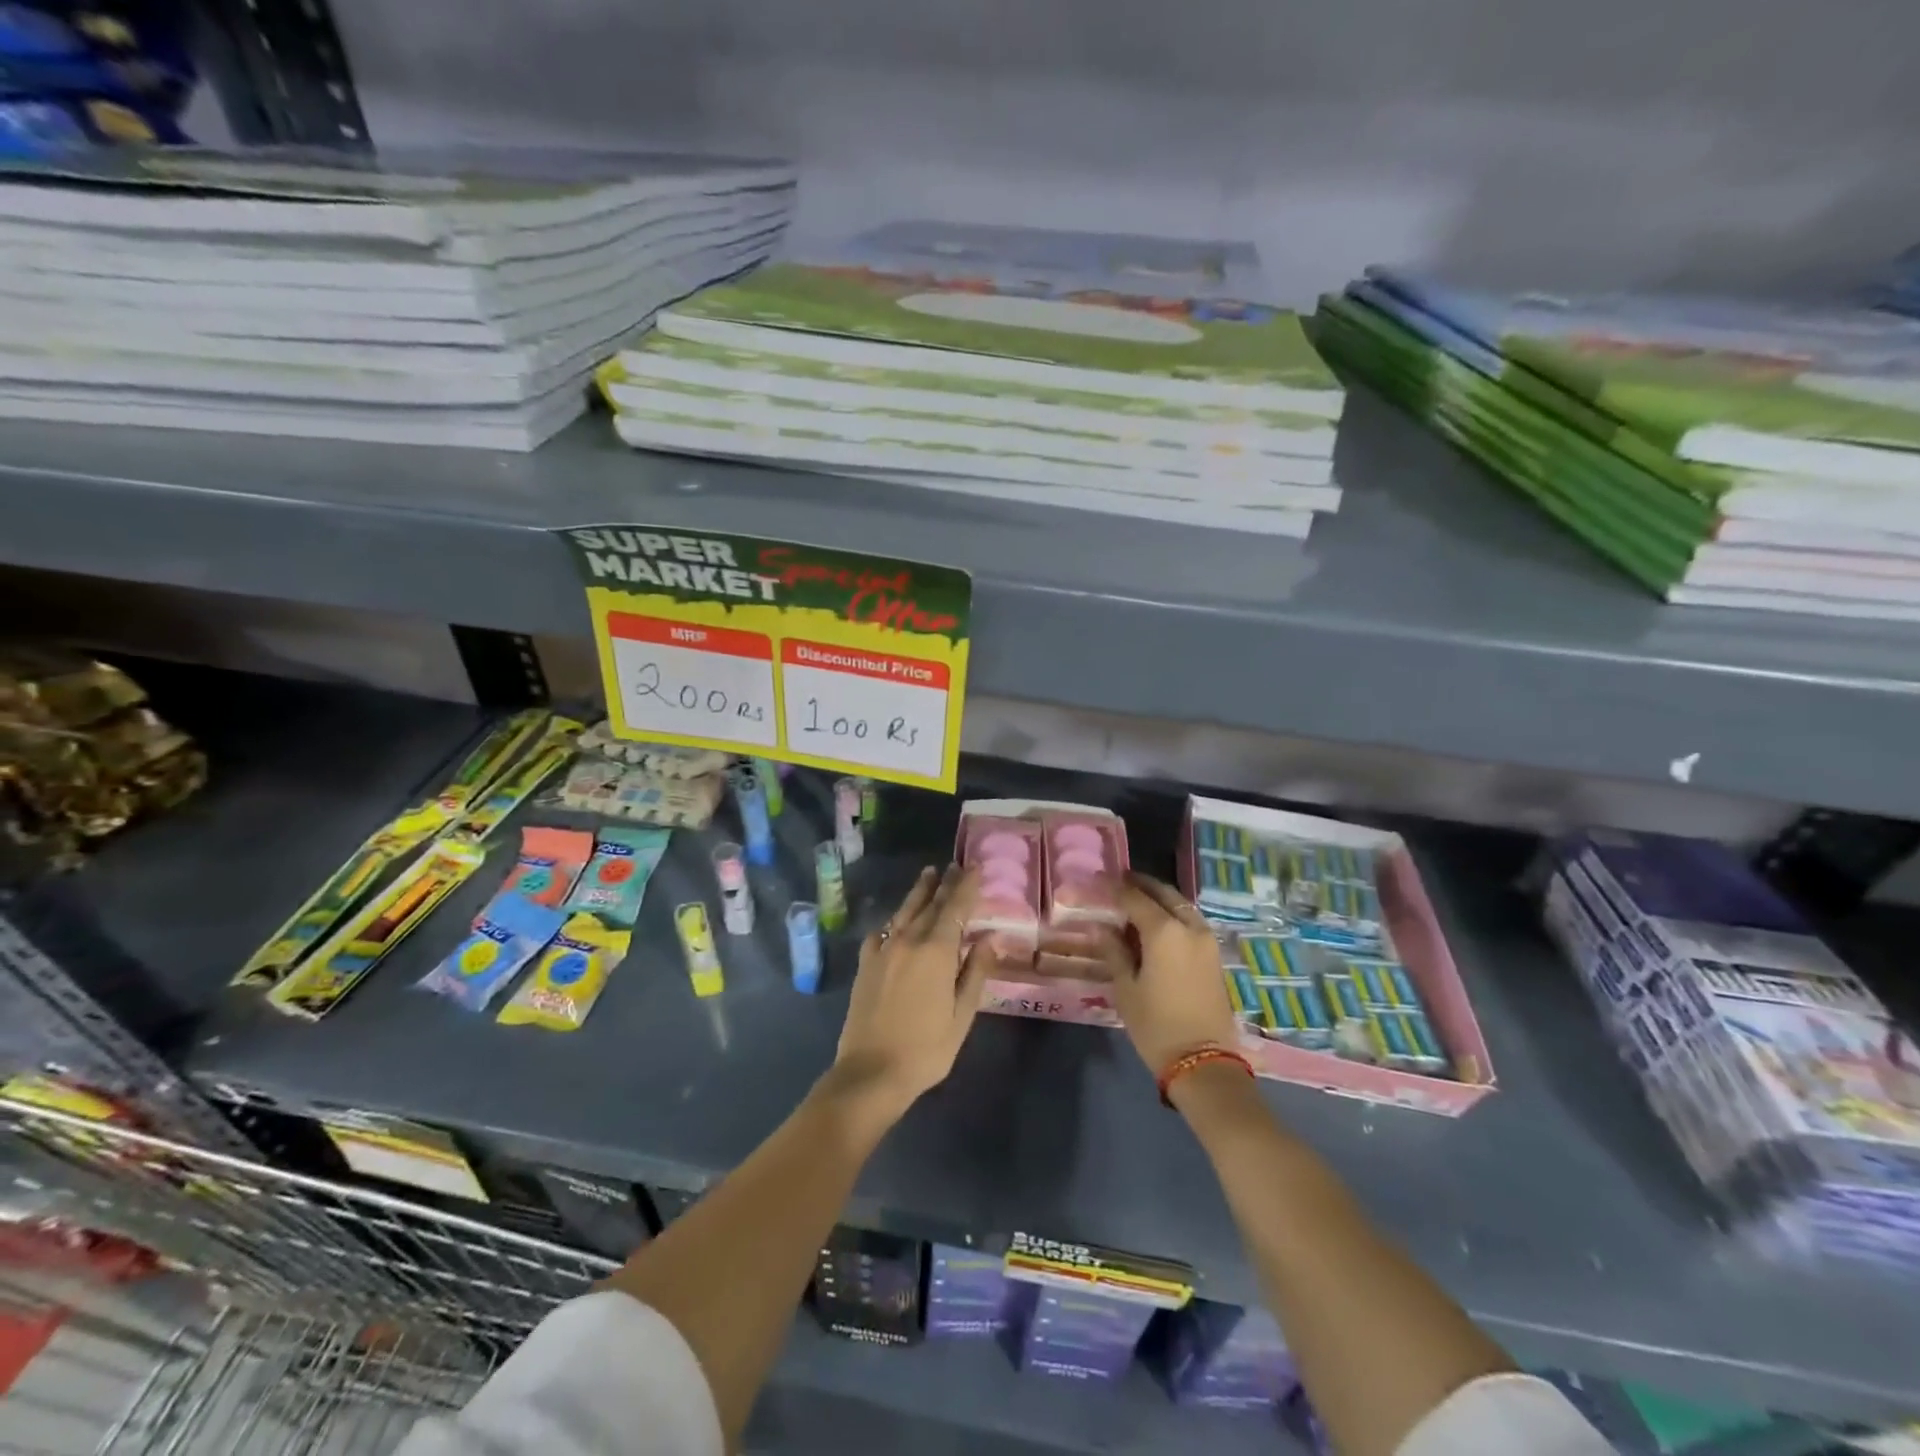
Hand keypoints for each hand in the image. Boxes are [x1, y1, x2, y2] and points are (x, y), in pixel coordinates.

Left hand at [830, 865, 990, 1115]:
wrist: (870, 1072)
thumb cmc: (925, 1049)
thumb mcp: (961, 1015)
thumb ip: (975, 973)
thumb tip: (989, 940)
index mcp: (935, 951)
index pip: (955, 908)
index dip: (966, 886)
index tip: (974, 866)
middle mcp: (908, 940)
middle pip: (929, 904)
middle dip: (944, 884)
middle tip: (954, 866)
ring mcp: (883, 950)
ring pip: (904, 912)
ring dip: (919, 893)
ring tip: (928, 875)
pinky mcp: (866, 964)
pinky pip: (882, 932)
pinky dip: (893, 921)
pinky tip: (895, 922)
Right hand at [1109, 873, 1240, 1076]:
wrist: (1203, 1061)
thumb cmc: (1156, 1025)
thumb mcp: (1126, 988)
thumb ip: (1113, 951)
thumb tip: (1101, 927)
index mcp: (1164, 931)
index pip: (1134, 897)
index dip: (1114, 886)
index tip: (1097, 879)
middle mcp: (1189, 926)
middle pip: (1163, 893)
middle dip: (1141, 884)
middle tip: (1119, 881)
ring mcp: (1206, 940)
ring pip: (1180, 905)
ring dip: (1159, 898)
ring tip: (1135, 901)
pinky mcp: (1214, 955)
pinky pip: (1190, 921)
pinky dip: (1172, 914)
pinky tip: (1156, 924)